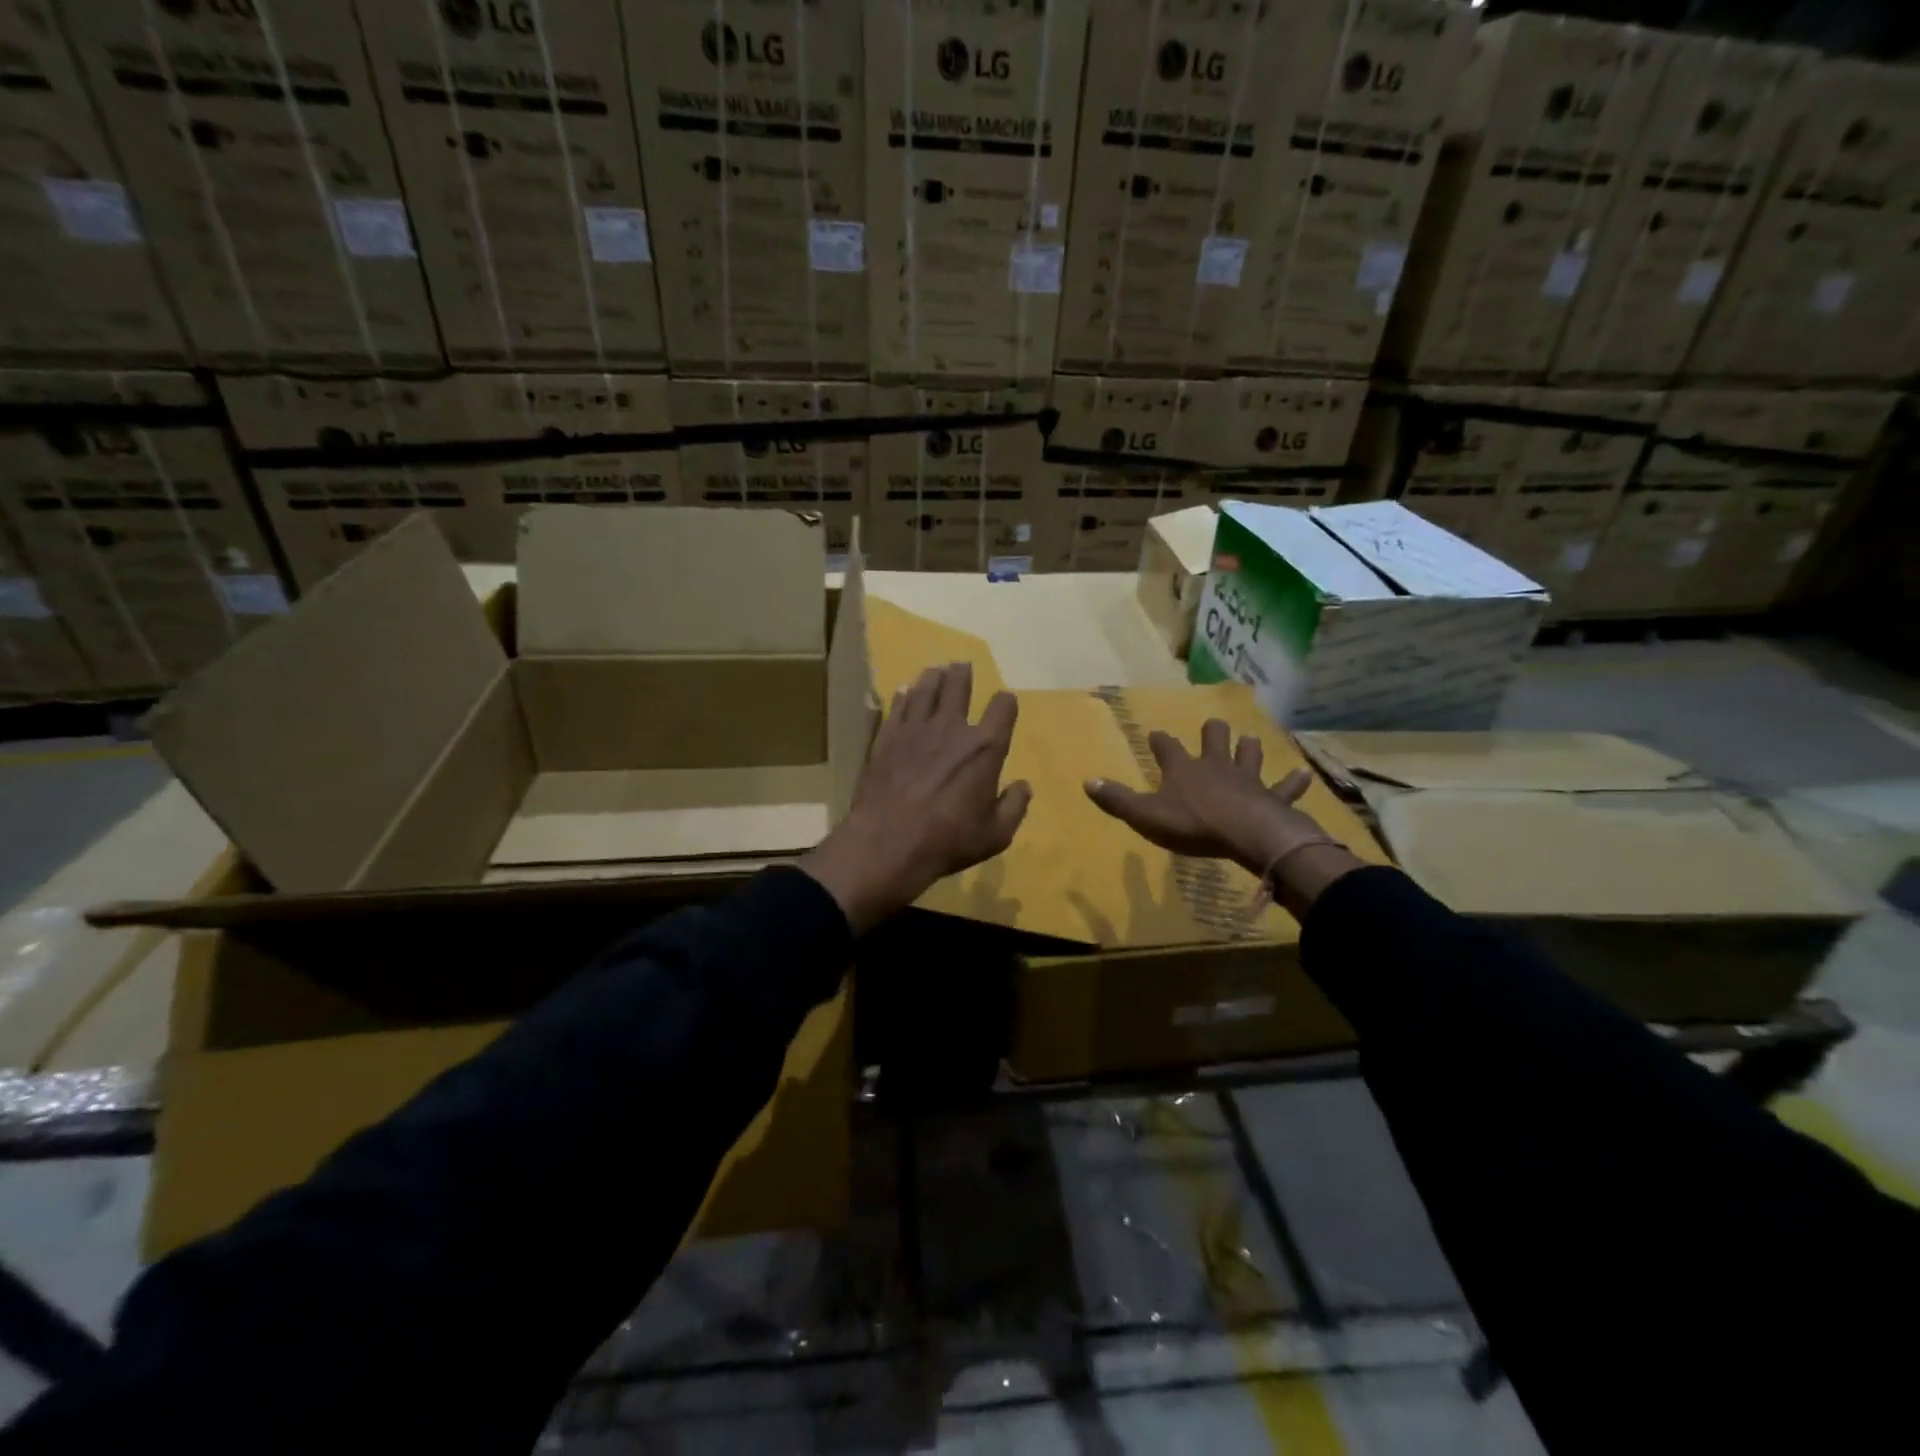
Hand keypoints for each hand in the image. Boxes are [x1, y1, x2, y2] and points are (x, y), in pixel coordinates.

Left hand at [801, 663, 1030, 933]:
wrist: (887, 843)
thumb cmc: (948, 841)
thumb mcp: (995, 834)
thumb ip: (1014, 806)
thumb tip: (1023, 786)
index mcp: (985, 748)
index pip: (1003, 709)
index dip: (1006, 702)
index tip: (1004, 701)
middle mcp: (952, 728)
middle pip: (959, 687)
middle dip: (963, 674)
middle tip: (961, 665)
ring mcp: (915, 729)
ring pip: (926, 690)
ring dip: (933, 677)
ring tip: (936, 669)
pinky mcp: (887, 737)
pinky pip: (897, 707)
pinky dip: (903, 696)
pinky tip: (903, 691)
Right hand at [1083, 719, 1363, 913]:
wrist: (1246, 834)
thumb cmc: (1192, 825)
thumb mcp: (1146, 815)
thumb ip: (1118, 799)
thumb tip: (1088, 781)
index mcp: (1183, 769)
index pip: (1167, 748)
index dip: (1160, 741)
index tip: (1156, 735)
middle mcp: (1215, 766)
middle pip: (1213, 739)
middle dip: (1212, 732)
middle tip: (1212, 727)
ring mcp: (1247, 779)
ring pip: (1249, 755)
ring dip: (1248, 749)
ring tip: (1249, 742)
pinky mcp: (1273, 797)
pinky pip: (1286, 787)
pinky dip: (1294, 782)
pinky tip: (1304, 775)